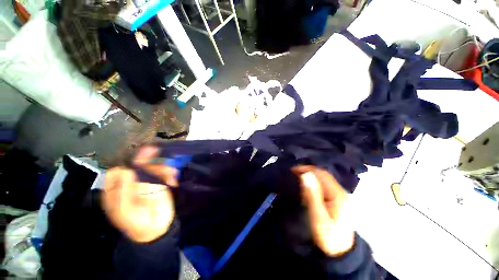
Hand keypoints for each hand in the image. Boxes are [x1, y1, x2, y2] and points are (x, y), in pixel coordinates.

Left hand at [102, 146, 177, 242]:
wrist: (156, 228)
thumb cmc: (136, 222)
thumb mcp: (124, 210)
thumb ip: (124, 190)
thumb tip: (127, 170)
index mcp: (117, 189)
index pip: (118, 171)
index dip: (126, 164)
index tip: (137, 161)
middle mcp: (132, 182)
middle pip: (137, 165)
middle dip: (147, 159)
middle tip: (154, 150)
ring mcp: (147, 182)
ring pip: (153, 167)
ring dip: (162, 168)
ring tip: (170, 175)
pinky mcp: (160, 183)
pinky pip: (164, 173)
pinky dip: (170, 174)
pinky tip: (173, 180)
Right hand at [292, 166, 354, 256]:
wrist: (339, 253)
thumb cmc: (328, 236)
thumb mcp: (318, 217)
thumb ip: (312, 195)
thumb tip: (305, 175)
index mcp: (338, 195)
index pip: (321, 174)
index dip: (307, 169)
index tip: (292, 170)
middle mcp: (340, 192)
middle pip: (323, 175)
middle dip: (308, 171)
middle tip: (292, 172)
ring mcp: (339, 196)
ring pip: (323, 179)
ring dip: (310, 175)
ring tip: (297, 176)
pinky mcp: (336, 200)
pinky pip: (324, 185)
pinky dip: (313, 181)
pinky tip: (306, 184)